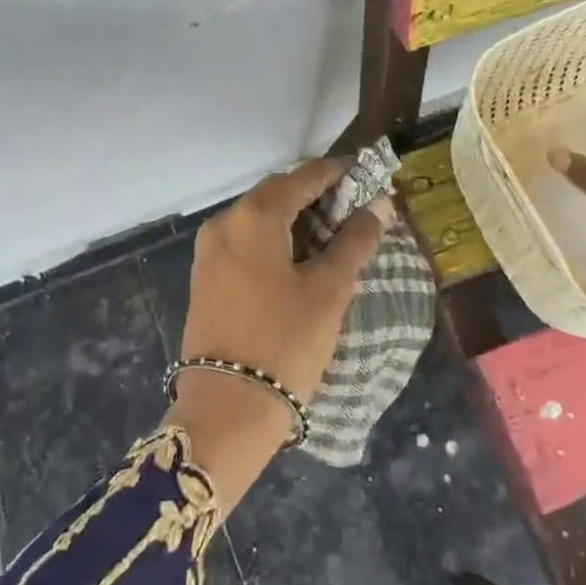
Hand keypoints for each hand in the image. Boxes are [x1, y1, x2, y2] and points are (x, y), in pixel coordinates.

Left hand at [169, 160, 386, 509]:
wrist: (226, 411)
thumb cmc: (285, 343)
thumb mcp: (329, 290)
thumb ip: (355, 241)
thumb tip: (379, 205)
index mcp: (253, 216)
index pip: (302, 176)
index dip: (337, 173)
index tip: (367, 177)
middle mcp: (224, 222)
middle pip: (277, 193)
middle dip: (316, 196)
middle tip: (355, 211)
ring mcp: (209, 250)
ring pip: (260, 218)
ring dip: (296, 219)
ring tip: (334, 237)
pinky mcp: (206, 277)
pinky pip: (246, 241)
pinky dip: (275, 240)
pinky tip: (300, 260)